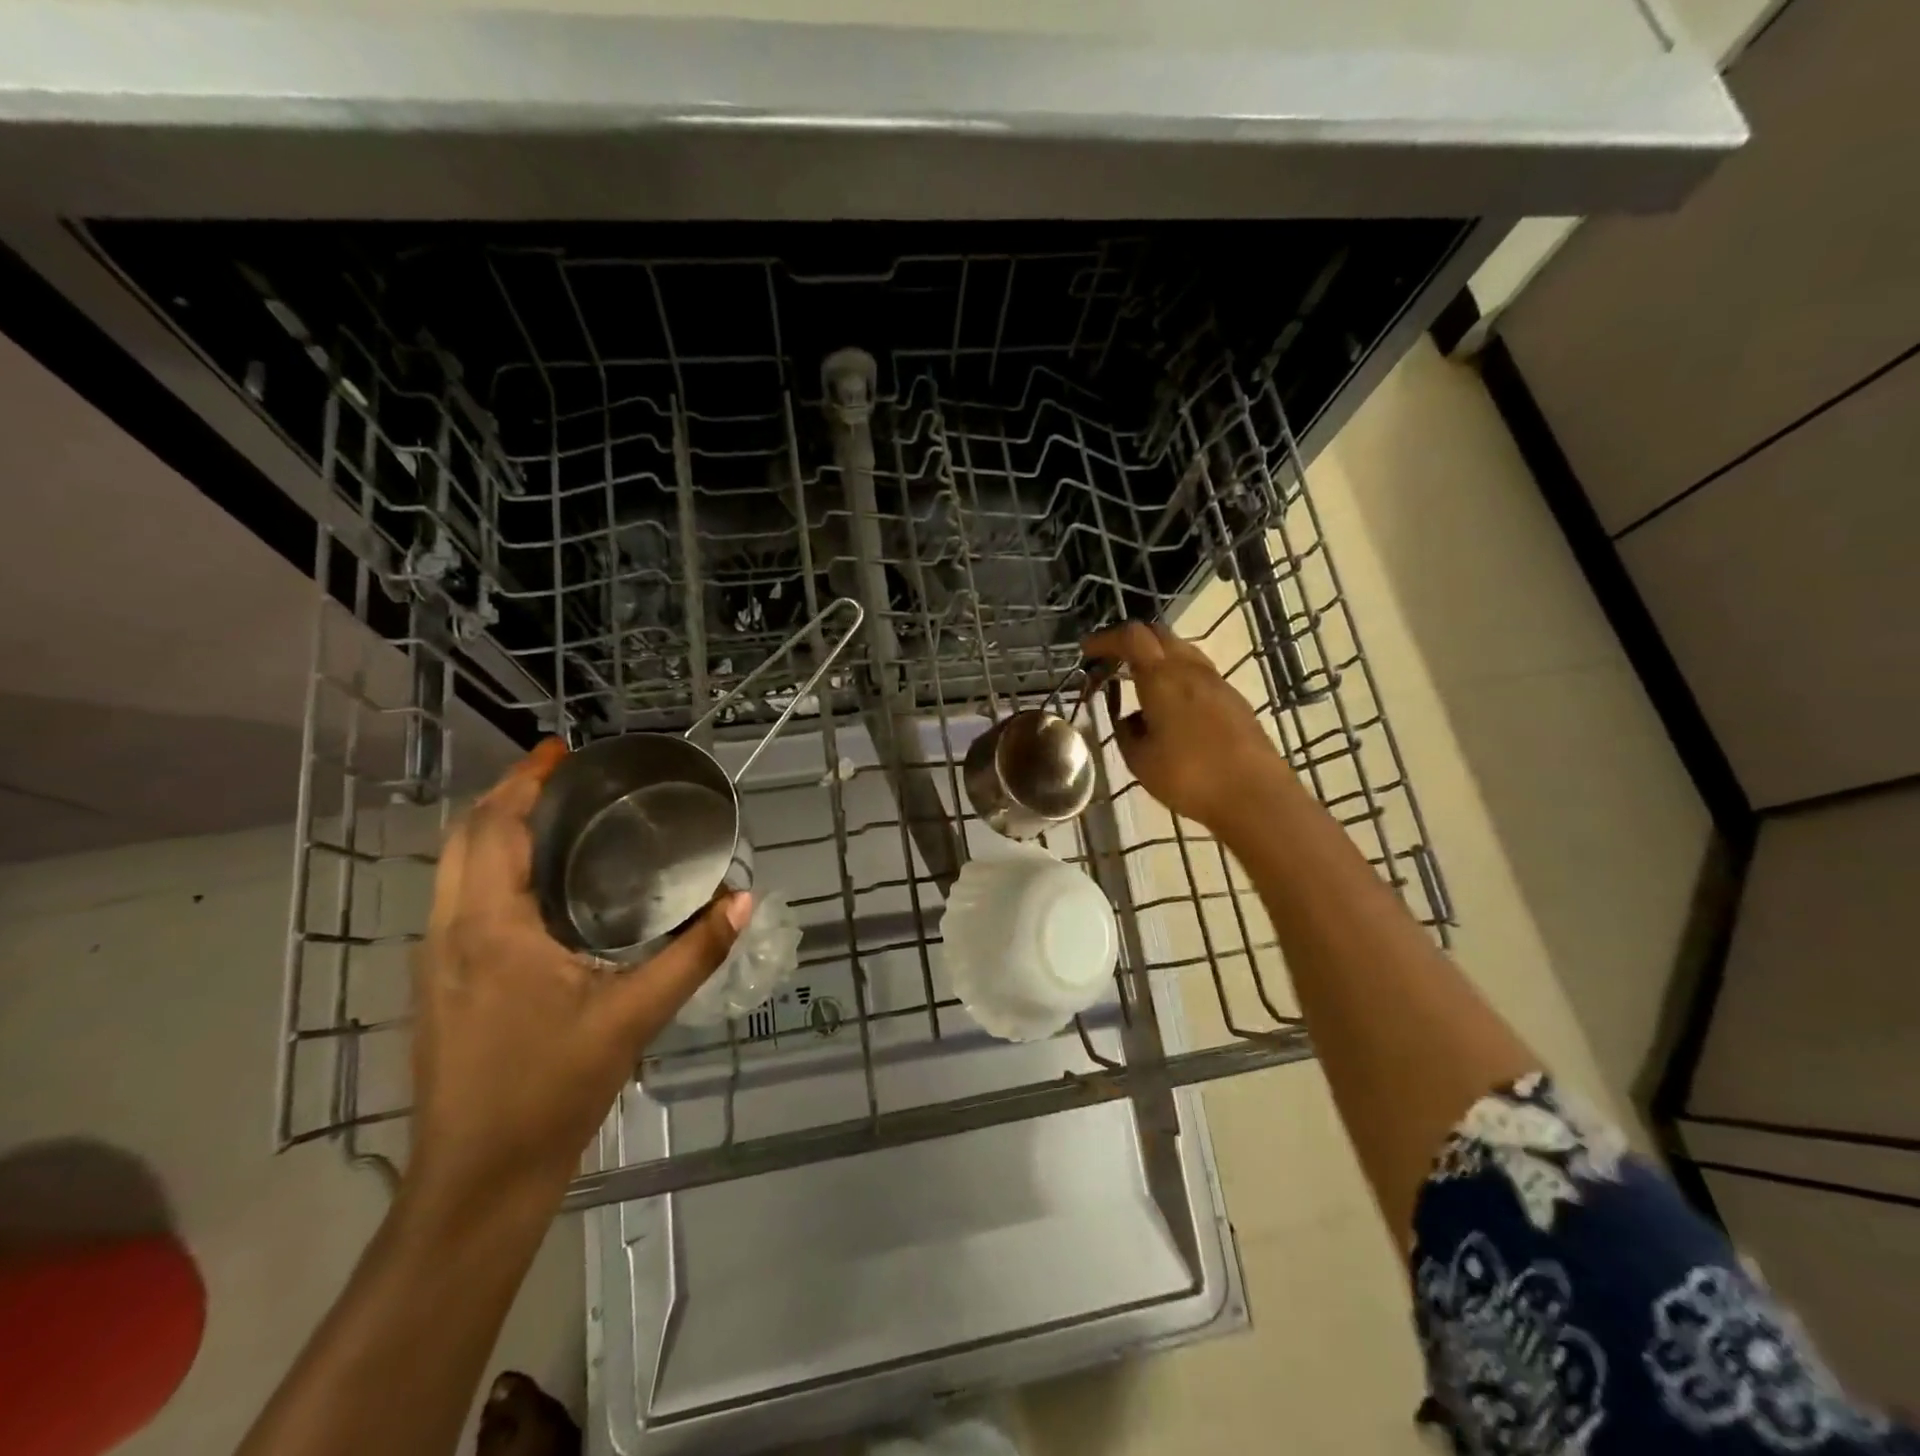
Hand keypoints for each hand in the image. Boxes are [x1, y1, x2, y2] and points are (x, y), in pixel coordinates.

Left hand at [408, 740, 749, 1210]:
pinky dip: (490, 867)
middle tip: (563, 776)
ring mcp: (436, 961)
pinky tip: (536, 884)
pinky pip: (459, 899)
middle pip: (464, 839)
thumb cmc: (551, 1090)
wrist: (477, 1180)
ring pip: (454, 870)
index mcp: (490, 929)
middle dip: (506, 796)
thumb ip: (693, 954)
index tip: (560, 750)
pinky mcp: (440, 986)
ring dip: (494, 830)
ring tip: (553, 815)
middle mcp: (449, 933)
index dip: (523, 782)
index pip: (494, 830)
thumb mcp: (633, 1017)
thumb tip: (743, 901)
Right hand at [1083, 622, 1284, 834]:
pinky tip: (1170, 705)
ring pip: (1182, 651)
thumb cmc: (1189, 776)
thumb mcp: (1140, 760)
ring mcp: (1217, 682)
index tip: (1087, 651)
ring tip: (1140, 681)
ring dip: (1157, 656)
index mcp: (1161, 677)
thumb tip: (1128, 719)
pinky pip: (1198, 673)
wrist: (1254, 794)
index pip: (1131, 637)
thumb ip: (1126, 733)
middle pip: (1158, 634)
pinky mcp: (1234, 699)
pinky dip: (1177, 675)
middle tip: (1112, 661)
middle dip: (1131, 641)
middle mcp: (1190, 669)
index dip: (1106, 639)